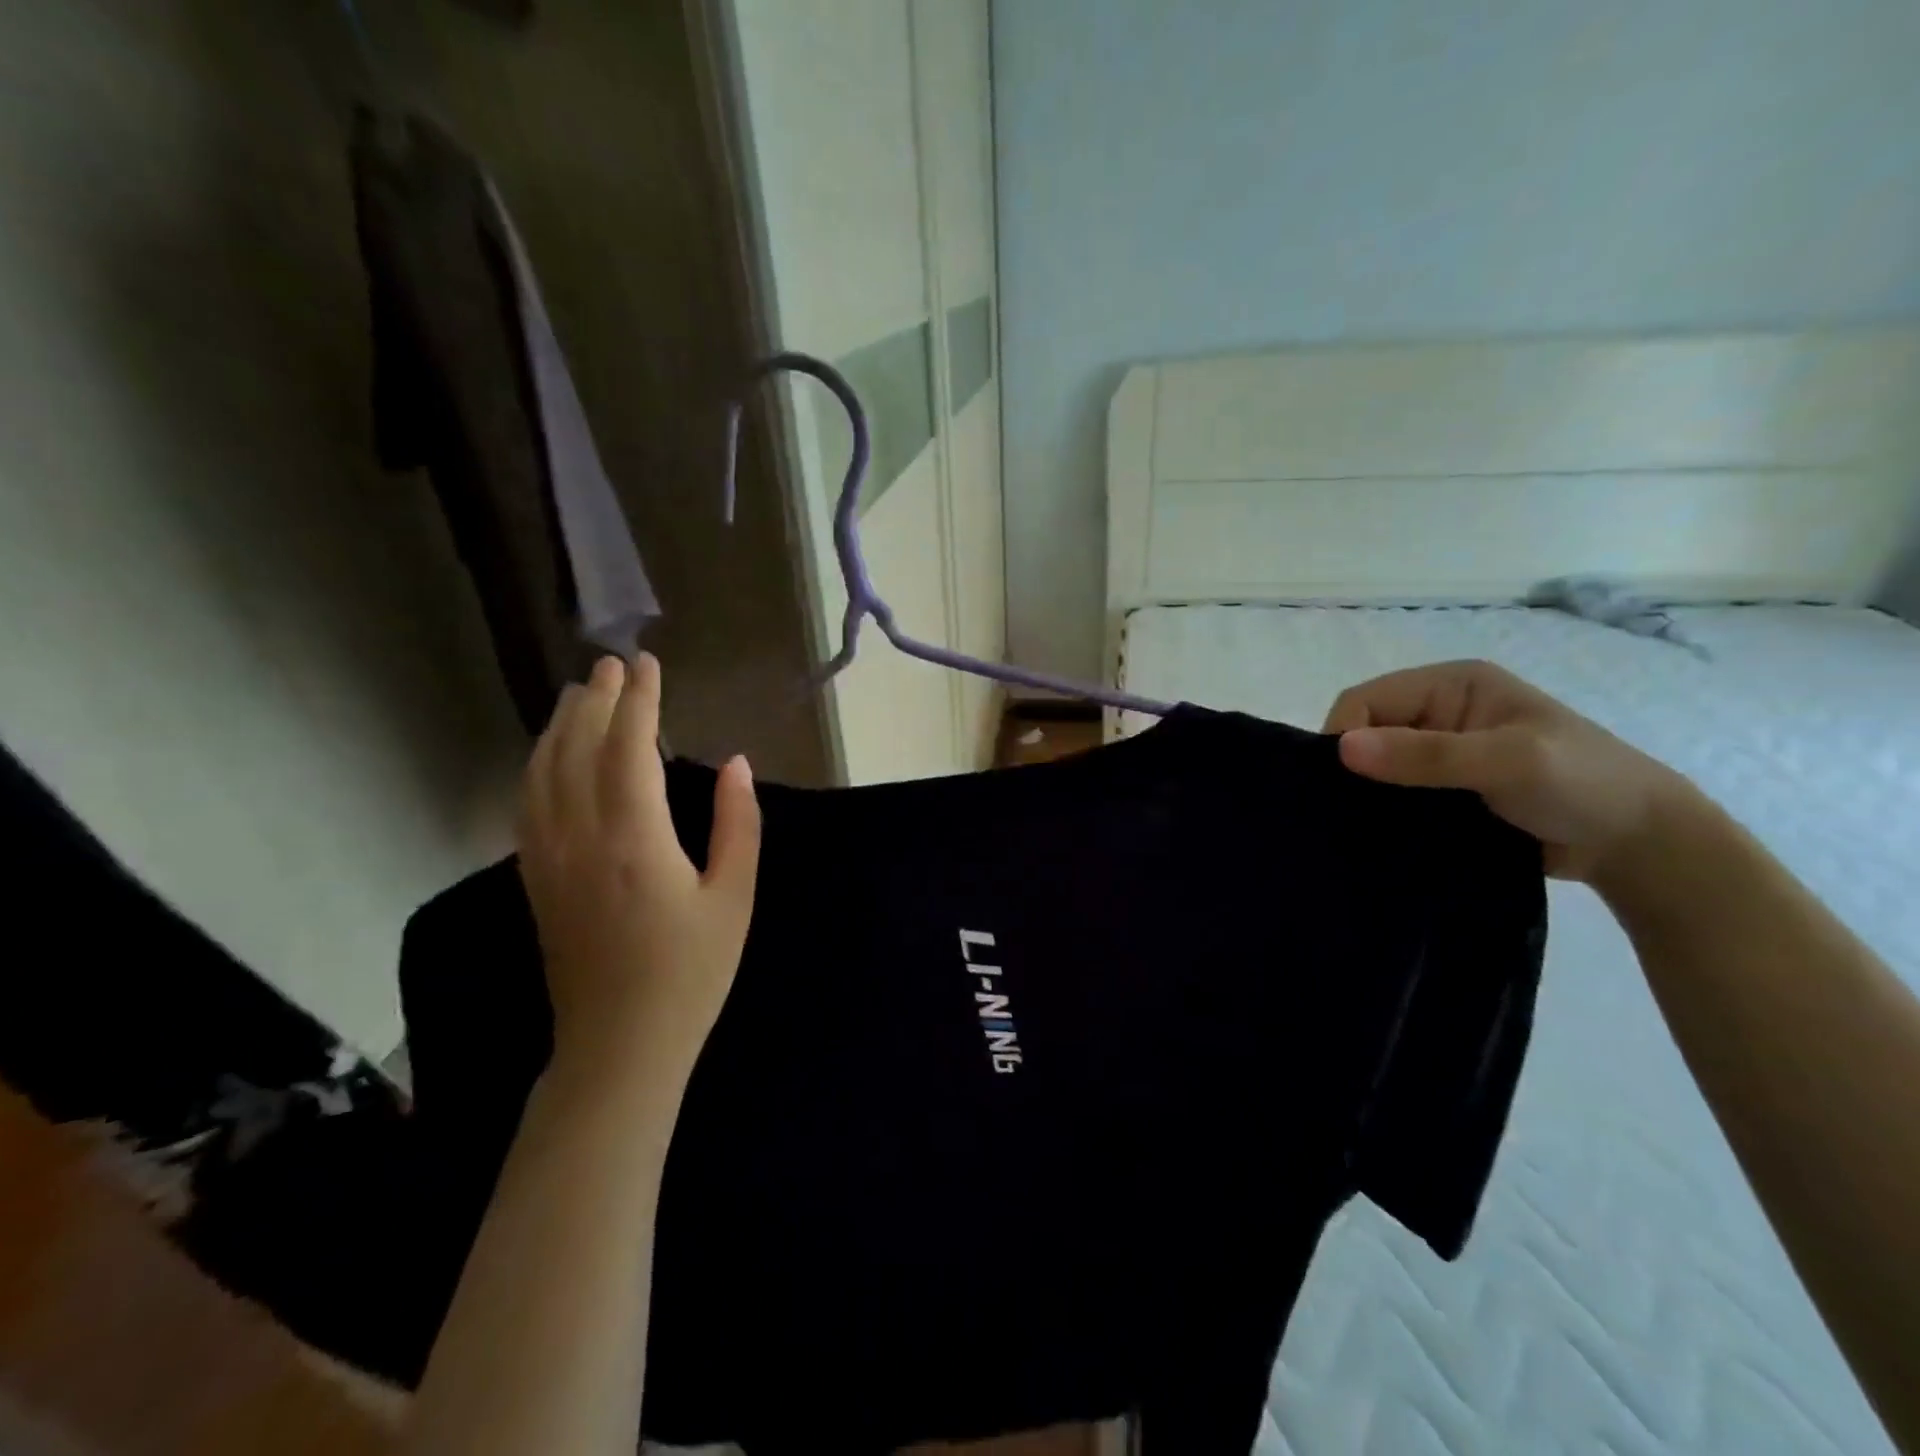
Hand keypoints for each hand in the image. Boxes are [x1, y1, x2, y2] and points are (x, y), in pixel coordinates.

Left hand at [517, 653, 760, 1103]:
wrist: (619, 1046)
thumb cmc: (690, 973)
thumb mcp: (734, 897)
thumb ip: (738, 825)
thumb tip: (737, 763)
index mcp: (633, 840)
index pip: (628, 749)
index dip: (638, 701)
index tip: (647, 664)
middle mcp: (579, 838)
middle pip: (575, 749)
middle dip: (594, 701)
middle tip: (611, 665)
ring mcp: (547, 859)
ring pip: (541, 772)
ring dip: (559, 726)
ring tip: (578, 695)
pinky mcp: (535, 879)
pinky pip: (527, 803)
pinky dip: (538, 765)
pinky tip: (550, 756)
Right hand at [1323, 659, 1704, 885]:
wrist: (1643, 846)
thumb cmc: (1583, 785)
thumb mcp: (1507, 761)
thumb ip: (1426, 754)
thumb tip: (1342, 749)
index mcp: (1451, 685)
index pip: (1366, 699)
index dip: (1344, 735)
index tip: (1341, 784)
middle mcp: (1440, 711)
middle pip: (1366, 730)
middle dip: (1354, 766)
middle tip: (1350, 811)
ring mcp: (1443, 751)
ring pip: (1377, 765)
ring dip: (1369, 792)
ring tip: (1363, 826)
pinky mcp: (1446, 788)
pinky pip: (1396, 792)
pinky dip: (1385, 810)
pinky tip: (1383, 832)